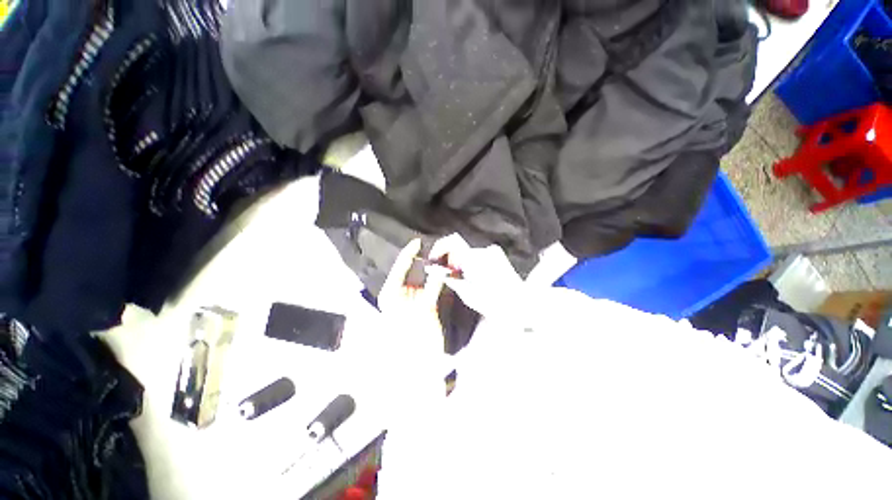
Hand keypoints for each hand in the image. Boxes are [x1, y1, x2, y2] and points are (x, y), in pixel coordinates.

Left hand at [375, 239, 450, 410]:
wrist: (420, 369)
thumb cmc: (415, 340)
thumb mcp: (422, 311)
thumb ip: (432, 288)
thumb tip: (442, 269)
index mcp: (391, 295)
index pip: (399, 268)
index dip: (409, 254)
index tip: (419, 241)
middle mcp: (400, 295)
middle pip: (412, 272)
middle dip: (424, 260)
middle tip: (437, 247)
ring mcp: (412, 300)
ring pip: (422, 279)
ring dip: (432, 269)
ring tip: (443, 255)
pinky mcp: (424, 306)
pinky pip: (431, 288)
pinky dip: (438, 280)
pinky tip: (446, 272)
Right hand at [428, 234, 524, 319]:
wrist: (520, 306)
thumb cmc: (492, 303)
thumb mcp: (466, 293)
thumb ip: (449, 278)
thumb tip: (433, 269)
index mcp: (475, 259)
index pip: (453, 240)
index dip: (440, 246)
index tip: (435, 259)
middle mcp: (485, 251)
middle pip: (461, 249)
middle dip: (453, 260)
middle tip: (452, 277)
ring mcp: (494, 253)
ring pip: (470, 254)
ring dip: (464, 264)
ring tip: (468, 282)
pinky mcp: (500, 257)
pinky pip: (481, 257)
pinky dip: (475, 265)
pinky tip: (479, 279)